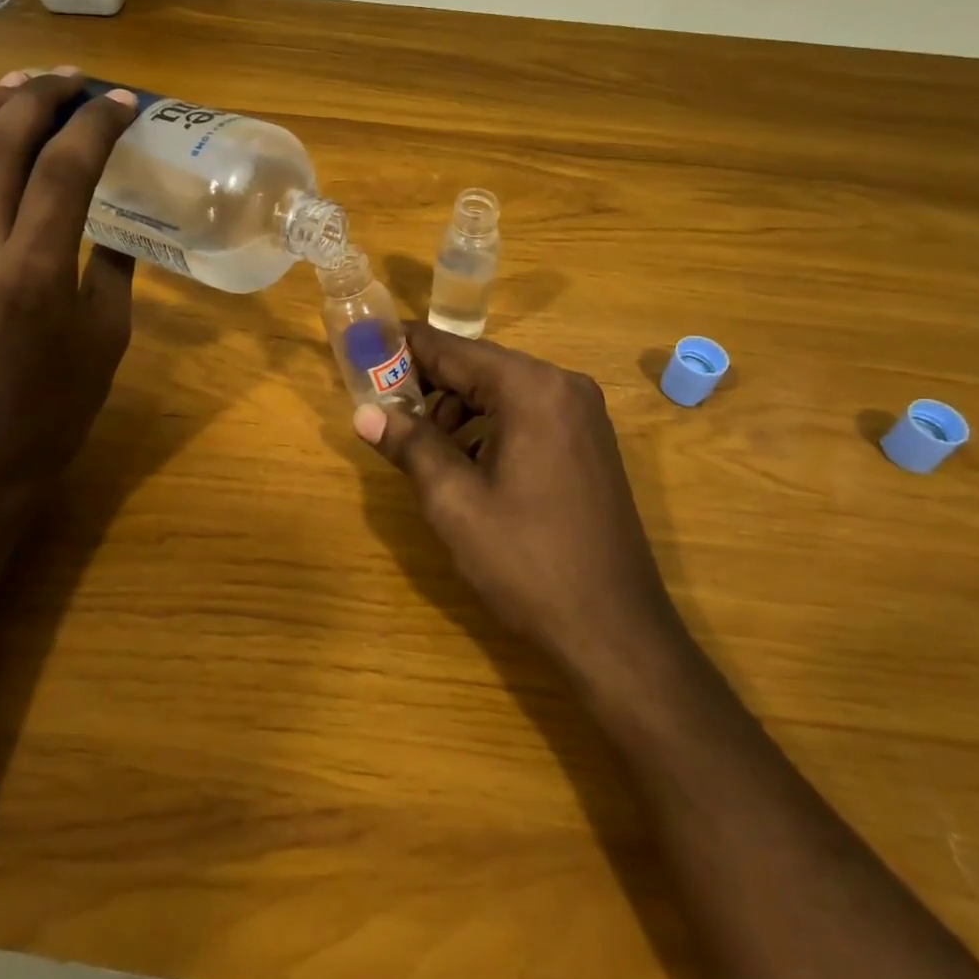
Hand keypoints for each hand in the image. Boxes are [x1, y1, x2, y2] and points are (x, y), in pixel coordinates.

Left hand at [0, 68, 137, 513]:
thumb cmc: (61, 401)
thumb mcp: (108, 332)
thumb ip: (112, 264)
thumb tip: (115, 217)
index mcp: (34, 274)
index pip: (63, 171)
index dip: (95, 126)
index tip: (123, 102)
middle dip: (38, 98)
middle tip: (73, 79)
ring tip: (24, 83)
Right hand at [354, 324, 680, 673]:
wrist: (615, 629)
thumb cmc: (528, 562)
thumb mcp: (455, 502)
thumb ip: (410, 445)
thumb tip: (364, 413)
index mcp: (532, 388)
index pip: (453, 349)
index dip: (404, 349)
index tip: (364, 352)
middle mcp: (563, 386)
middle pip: (480, 367)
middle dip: (430, 385)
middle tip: (385, 411)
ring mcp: (583, 414)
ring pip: (503, 391)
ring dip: (459, 408)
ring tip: (424, 445)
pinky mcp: (589, 442)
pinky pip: (528, 414)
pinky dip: (491, 425)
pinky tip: (468, 462)